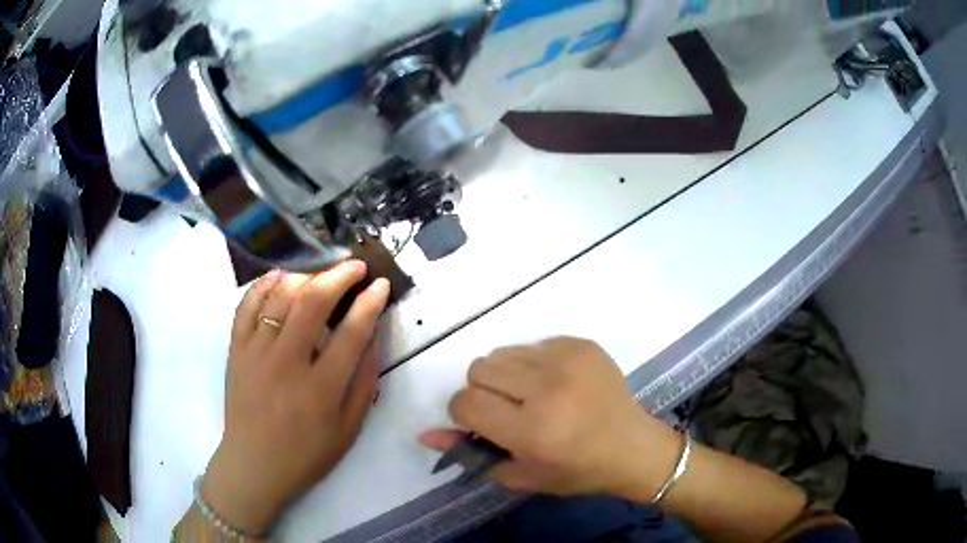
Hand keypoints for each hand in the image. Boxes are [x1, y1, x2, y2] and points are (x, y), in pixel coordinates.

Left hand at [202, 262, 389, 533]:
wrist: (254, 464)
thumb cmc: (306, 454)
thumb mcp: (348, 429)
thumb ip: (364, 384)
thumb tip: (374, 339)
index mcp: (320, 389)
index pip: (351, 332)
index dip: (370, 302)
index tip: (381, 284)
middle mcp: (286, 363)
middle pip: (313, 302)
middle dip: (339, 275)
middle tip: (356, 266)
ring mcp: (256, 352)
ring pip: (279, 296)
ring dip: (305, 276)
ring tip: (321, 273)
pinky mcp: (236, 350)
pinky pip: (246, 305)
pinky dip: (263, 285)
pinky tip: (279, 277)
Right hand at [421, 337, 681, 497]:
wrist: (633, 447)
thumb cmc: (576, 471)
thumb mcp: (520, 474)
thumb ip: (470, 453)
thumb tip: (425, 434)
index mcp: (531, 429)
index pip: (464, 403)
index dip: (465, 414)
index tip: (484, 424)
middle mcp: (547, 388)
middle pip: (478, 369)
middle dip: (484, 392)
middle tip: (509, 411)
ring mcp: (567, 360)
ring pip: (501, 353)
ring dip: (507, 375)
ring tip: (533, 396)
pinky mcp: (581, 343)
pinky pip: (533, 344)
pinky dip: (534, 364)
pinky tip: (558, 385)